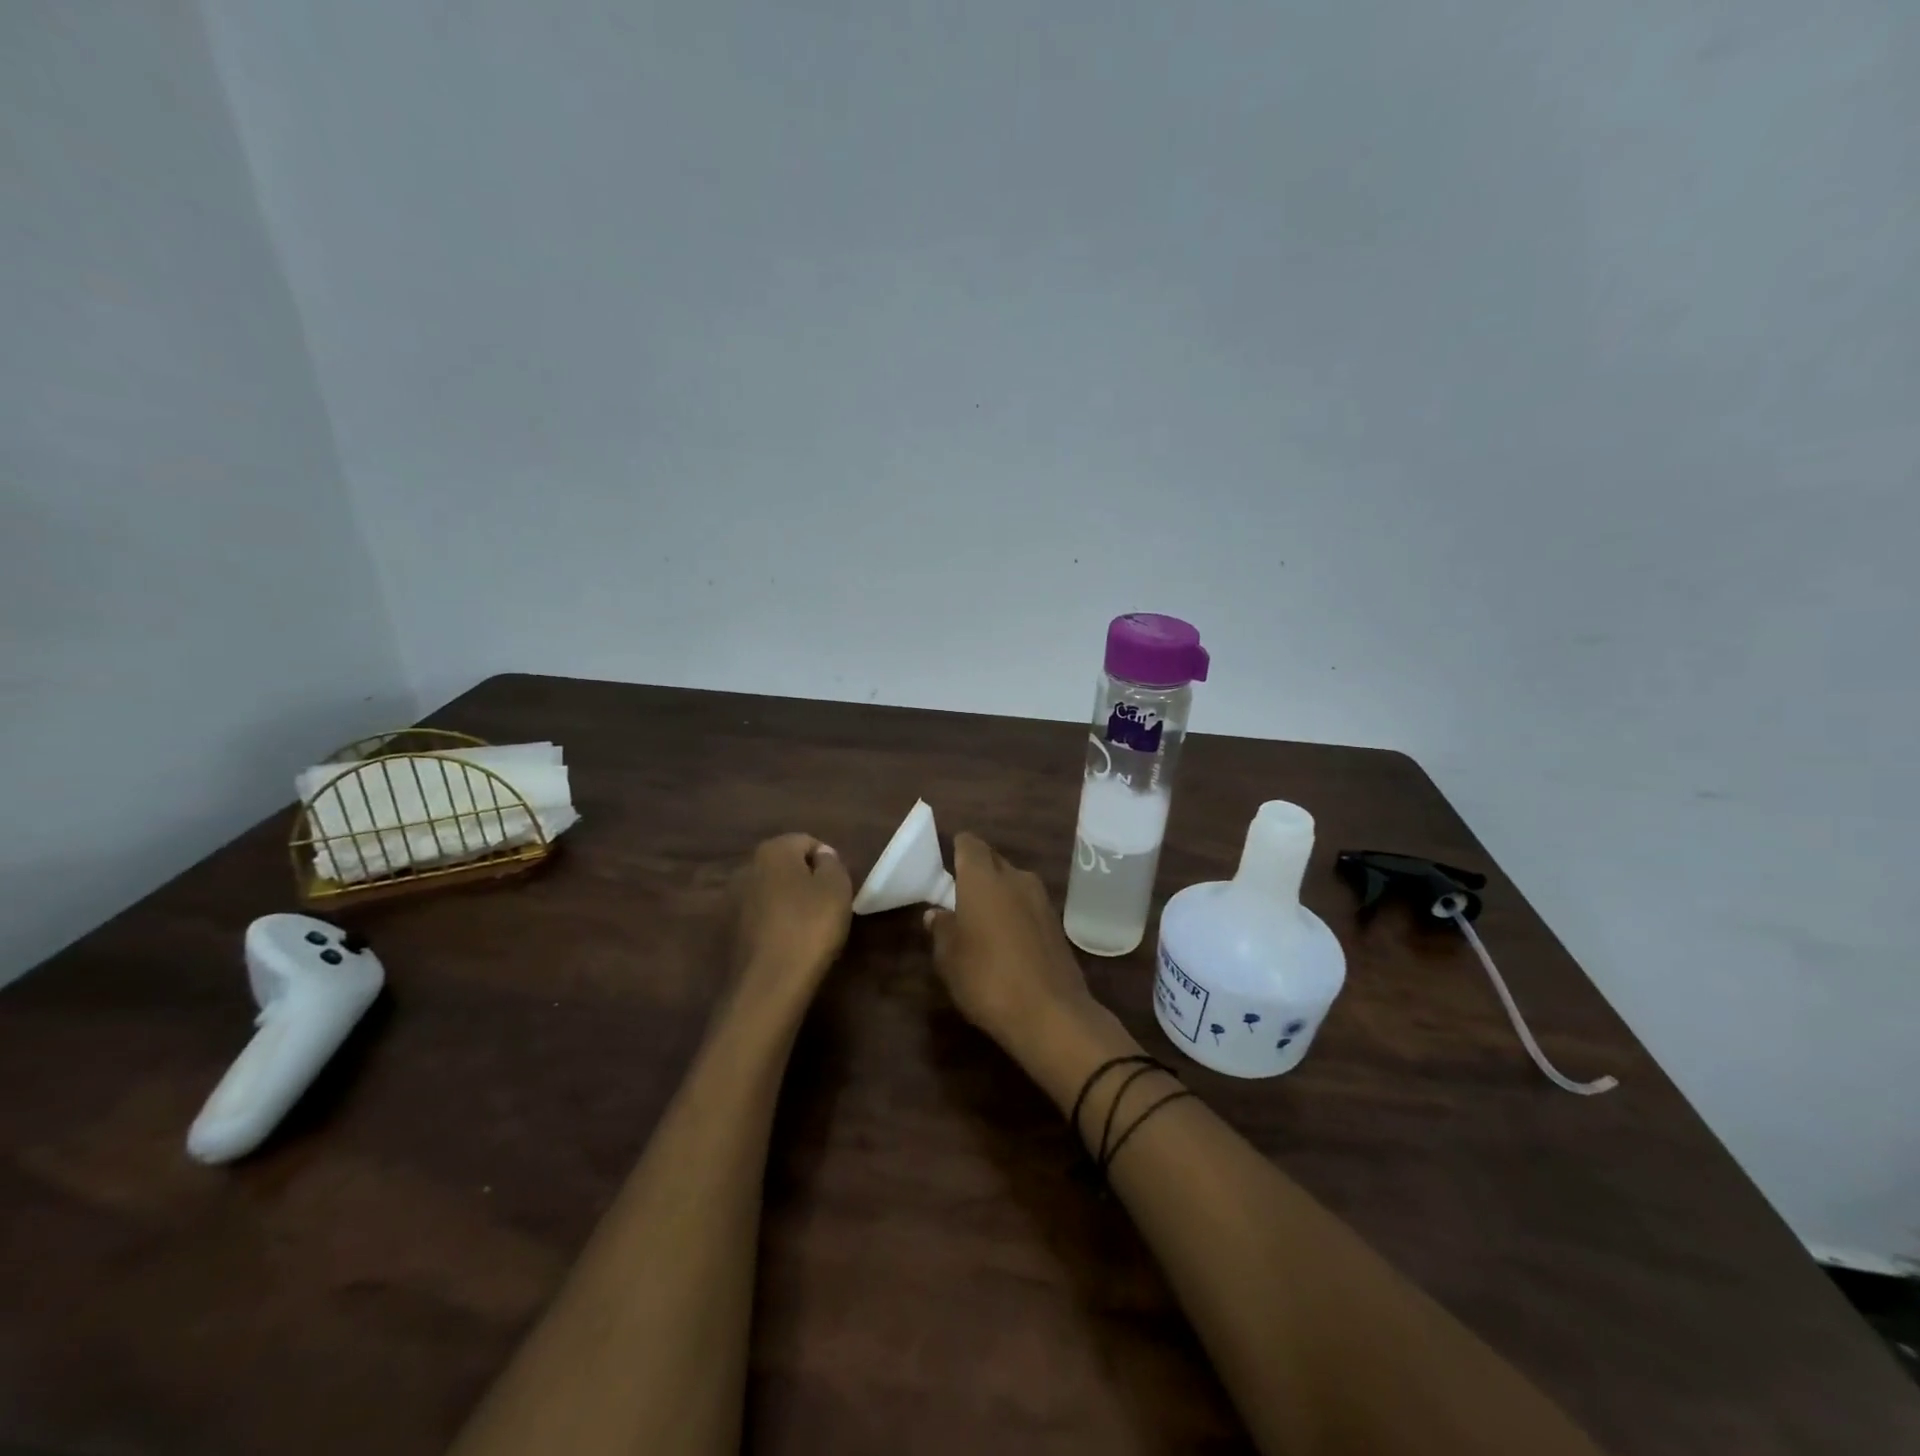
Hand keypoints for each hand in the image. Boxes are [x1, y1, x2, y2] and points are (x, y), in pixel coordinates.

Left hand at [731, 834, 851, 1003]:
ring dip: (787, 903)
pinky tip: (787, 945)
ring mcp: (731, 901)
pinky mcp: (726, 931)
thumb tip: (821, 857)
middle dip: (805, 880)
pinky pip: (758, 918)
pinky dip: (772, 925)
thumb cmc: (810, 927)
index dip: (827, 862)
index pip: (807, 842)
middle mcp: (746, 868)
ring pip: (770, 892)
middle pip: (785, 866)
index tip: (838, 889)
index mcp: (772, 850)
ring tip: (807, 929)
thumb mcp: (837, 888)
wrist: (769, 984)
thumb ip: (831, 863)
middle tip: (826, 907)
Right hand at [923, 834, 1096, 1057]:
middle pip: (993, 860)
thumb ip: (941, 929)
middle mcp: (1015, 877)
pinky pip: (1028, 905)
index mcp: (983, 878)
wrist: (1051, 1014)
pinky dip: (1015, 913)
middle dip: (977, 871)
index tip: (946, 864)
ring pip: (1013, 882)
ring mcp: (1041, 899)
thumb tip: (937, 913)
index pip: (969, 844)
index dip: (957, 849)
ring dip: (998, 893)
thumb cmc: (987, 978)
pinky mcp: (1057, 923)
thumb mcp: (949, 958)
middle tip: (958, 894)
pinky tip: (1006, 940)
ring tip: (981, 920)